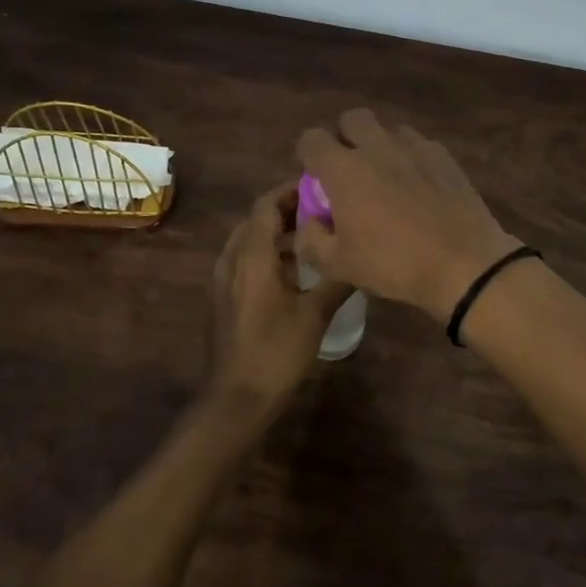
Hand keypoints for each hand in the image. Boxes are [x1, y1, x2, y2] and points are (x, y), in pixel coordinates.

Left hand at [208, 183, 351, 406]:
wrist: (236, 399)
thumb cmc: (276, 352)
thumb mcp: (316, 314)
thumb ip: (338, 280)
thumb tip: (361, 256)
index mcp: (252, 255)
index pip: (266, 204)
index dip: (291, 191)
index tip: (322, 187)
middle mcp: (233, 259)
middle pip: (257, 219)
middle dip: (288, 209)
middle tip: (324, 210)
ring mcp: (224, 279)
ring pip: (250, 240)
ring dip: (278, 231)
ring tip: (314, 236)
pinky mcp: (225, 297)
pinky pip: (245, 259)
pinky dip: (268, 252)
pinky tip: (295, 269)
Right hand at [295, 109, 521, 320]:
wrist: (463, 263)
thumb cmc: (394, 264)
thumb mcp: (338, 266)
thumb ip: (311, 239)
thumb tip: (311, 221)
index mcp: (344, 169)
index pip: (311, 138)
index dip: (309, 156)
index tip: (317, 179)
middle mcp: (376, 147)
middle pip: (352, 119)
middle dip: (346, 138)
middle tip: (352, 172)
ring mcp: (414, 146)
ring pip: (388, 130)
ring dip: (381, 146)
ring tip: (389, 179)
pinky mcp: (444, 155)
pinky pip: (419, 145)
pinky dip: (411, 158)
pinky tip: (420, 187)